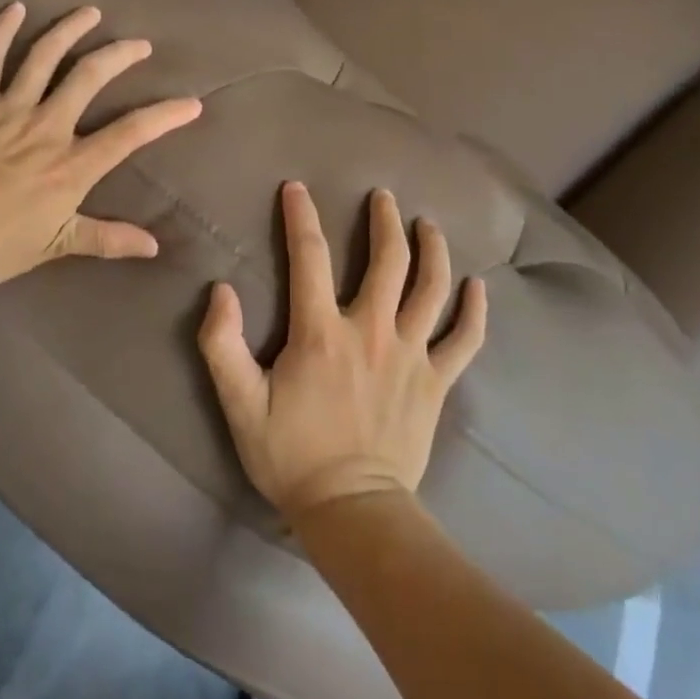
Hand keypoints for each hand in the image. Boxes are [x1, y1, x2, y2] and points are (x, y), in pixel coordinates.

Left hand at [0, 2, 201, 287]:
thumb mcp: (53, 248)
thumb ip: (105, 240)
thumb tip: (153, 245)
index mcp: (70, 166)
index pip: (129, 134)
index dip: (164, 116)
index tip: (191, 103)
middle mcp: (46, 128)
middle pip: (90, 78)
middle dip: (120, 55)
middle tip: (140, 44)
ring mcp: (8, 109)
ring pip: (45, 57)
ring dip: (71, 30)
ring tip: (91, 12)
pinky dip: (1, 31)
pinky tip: (15, 8)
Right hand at [197, 182, 487, 521]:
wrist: (352, 511)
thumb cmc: (291, 455)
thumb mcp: (239, 404)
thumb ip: (222, 345)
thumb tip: (221, 290)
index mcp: (322, 332)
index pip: (309, 257)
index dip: (301, 216)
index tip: (297, 188)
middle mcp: (372, 331)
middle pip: (388, 261)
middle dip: (385, 221)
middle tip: (383, 196)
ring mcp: (411, 355)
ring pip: (431, 288)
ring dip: (432, 250)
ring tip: (428, 225)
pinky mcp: (436, 382)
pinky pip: (464, 339)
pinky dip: (474, 310)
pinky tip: (478, 287)